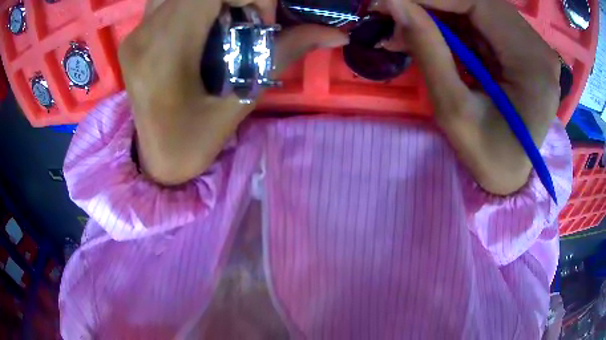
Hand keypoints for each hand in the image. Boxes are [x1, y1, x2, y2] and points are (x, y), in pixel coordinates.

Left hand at [119, 0, 347, 184]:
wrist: (155, 160)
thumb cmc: (194, 142)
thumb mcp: (242, 98)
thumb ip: (285, 52)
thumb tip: (336, 34)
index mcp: (165, 51)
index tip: (262, 23)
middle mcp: (144, 34)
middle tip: (246, 20)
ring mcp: (134, 33)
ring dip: (211, 1)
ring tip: (223, 21)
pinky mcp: (133, 36)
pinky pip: (166, 0)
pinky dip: (193, 3)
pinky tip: (201, 25)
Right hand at [385, 0, 560, 195]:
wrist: (511, 177)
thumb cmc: (488, 157)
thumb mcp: (454, 111)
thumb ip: (429, 51)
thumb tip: (395, 4)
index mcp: (533, 64)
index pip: (479, 4)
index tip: (390, 1)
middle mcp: (538, 47)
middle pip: (480, 2)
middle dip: (433, 3)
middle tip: (394, 12)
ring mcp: (532, 47)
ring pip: (479, 8)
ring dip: (440, 12)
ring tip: (406, 25)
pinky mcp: (523, 50)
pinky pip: (483, 23)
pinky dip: (453, 23)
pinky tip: (430, 33)